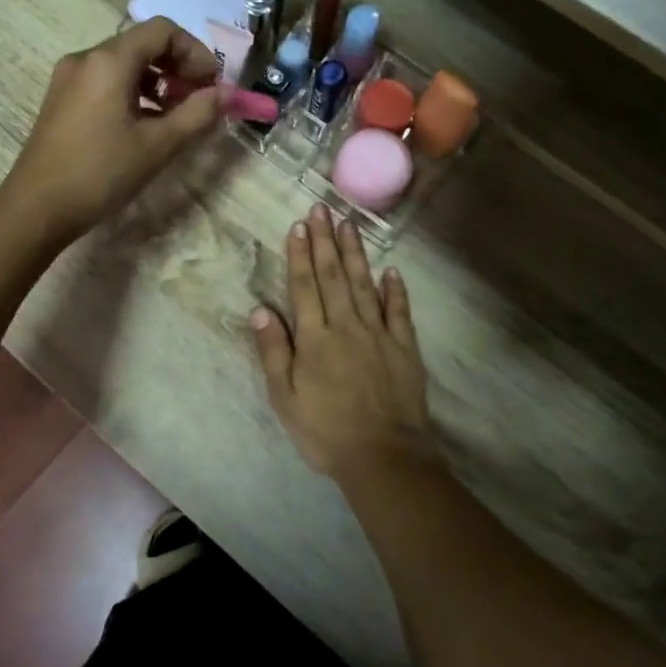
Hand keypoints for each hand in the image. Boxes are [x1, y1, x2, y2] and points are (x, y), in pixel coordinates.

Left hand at [2, 17, 223, 243]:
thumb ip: (197, 114)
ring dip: (157, 81)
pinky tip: (146, 125)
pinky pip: (106, 81)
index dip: (195, 52)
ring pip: (124, 63)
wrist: (36, 208)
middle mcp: (86, 58)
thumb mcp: (158, 146)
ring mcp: (69, 78)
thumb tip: (225, 93)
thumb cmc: (100, 173)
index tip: (211, 85)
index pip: (162, 30)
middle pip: (142, 44)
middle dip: (178, 66)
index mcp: (109, 61)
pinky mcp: (62, 99)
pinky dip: (134, 92)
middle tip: (199, 100)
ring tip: (177, 116)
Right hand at [250, 206, 434, 477]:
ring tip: (350, 224)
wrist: (384, 457)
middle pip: (334, 276)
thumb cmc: (326, 431)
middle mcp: (347, 326)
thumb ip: (274, 351)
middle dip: (326, 241)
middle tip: (323, 209)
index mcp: (315, 338)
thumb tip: (260, 308)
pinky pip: (399, 311)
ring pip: (365, 285)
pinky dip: (395, 289)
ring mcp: (379, 334)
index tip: (298, 225)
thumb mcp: (285, 397)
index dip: (299, 254)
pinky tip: (391, 270)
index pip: (304, 286)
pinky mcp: (405, 348)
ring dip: (356, 253)